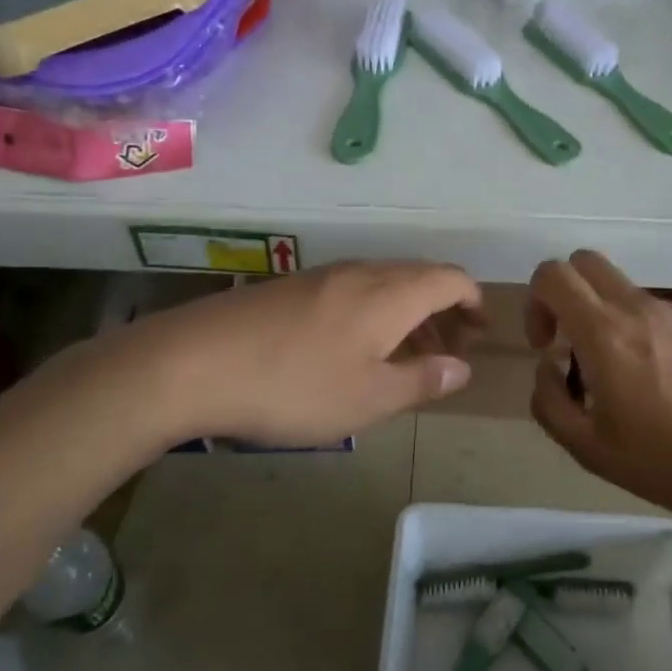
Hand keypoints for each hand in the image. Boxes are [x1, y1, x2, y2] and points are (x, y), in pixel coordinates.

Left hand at [25, 261, 483, 451]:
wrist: (191, 363)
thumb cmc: (293, 386)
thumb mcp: (368, 398)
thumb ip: (421, 380)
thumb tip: (461, 368)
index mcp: (389, 293)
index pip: (449, 278)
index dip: (472, 300)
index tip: (479, 331)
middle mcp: (361, 272)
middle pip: (418, 276)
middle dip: (442, 310)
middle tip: (447, 352)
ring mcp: (321, 276)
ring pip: (383, 284)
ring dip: (406, 313)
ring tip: (404, 357)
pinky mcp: (290, 288)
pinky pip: (351, 291)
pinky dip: (373, 313)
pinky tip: (352, 351)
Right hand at [525, 250, 671, 515]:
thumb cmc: (668, 462)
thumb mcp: (589, 450)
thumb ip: (550, 402)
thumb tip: (548, 366)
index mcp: (604, 333)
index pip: (553, 274)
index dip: (536, 301)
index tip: (548, 345)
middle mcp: (640, 308)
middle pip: (587, 263)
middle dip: (568, 293)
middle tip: (575, 342)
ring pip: (627, 293)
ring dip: (612, 320)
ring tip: (633, 380)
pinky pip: (665, 314)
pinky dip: (652, 335)